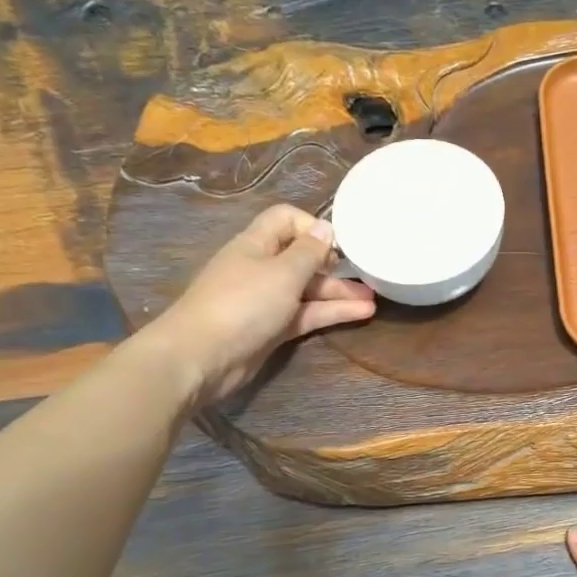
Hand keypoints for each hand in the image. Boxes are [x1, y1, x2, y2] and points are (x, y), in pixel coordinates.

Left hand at [147, 205, 374, 403]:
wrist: (202, 357)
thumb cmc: (243, 304)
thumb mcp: (283, 273)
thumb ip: (309, 251)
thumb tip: (325, 226)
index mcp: (257, 244)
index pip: (287, 219)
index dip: (313, 226)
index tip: (339, 245)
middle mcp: (262, 268)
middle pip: (302, 258)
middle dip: (334, 265)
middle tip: (367, 275)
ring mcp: (266, 300)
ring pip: (308, 290)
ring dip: (339, 293)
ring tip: (374, 299)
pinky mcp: (272, 329)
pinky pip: (306, 314)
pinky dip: (331, 313)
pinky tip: (361, 314)